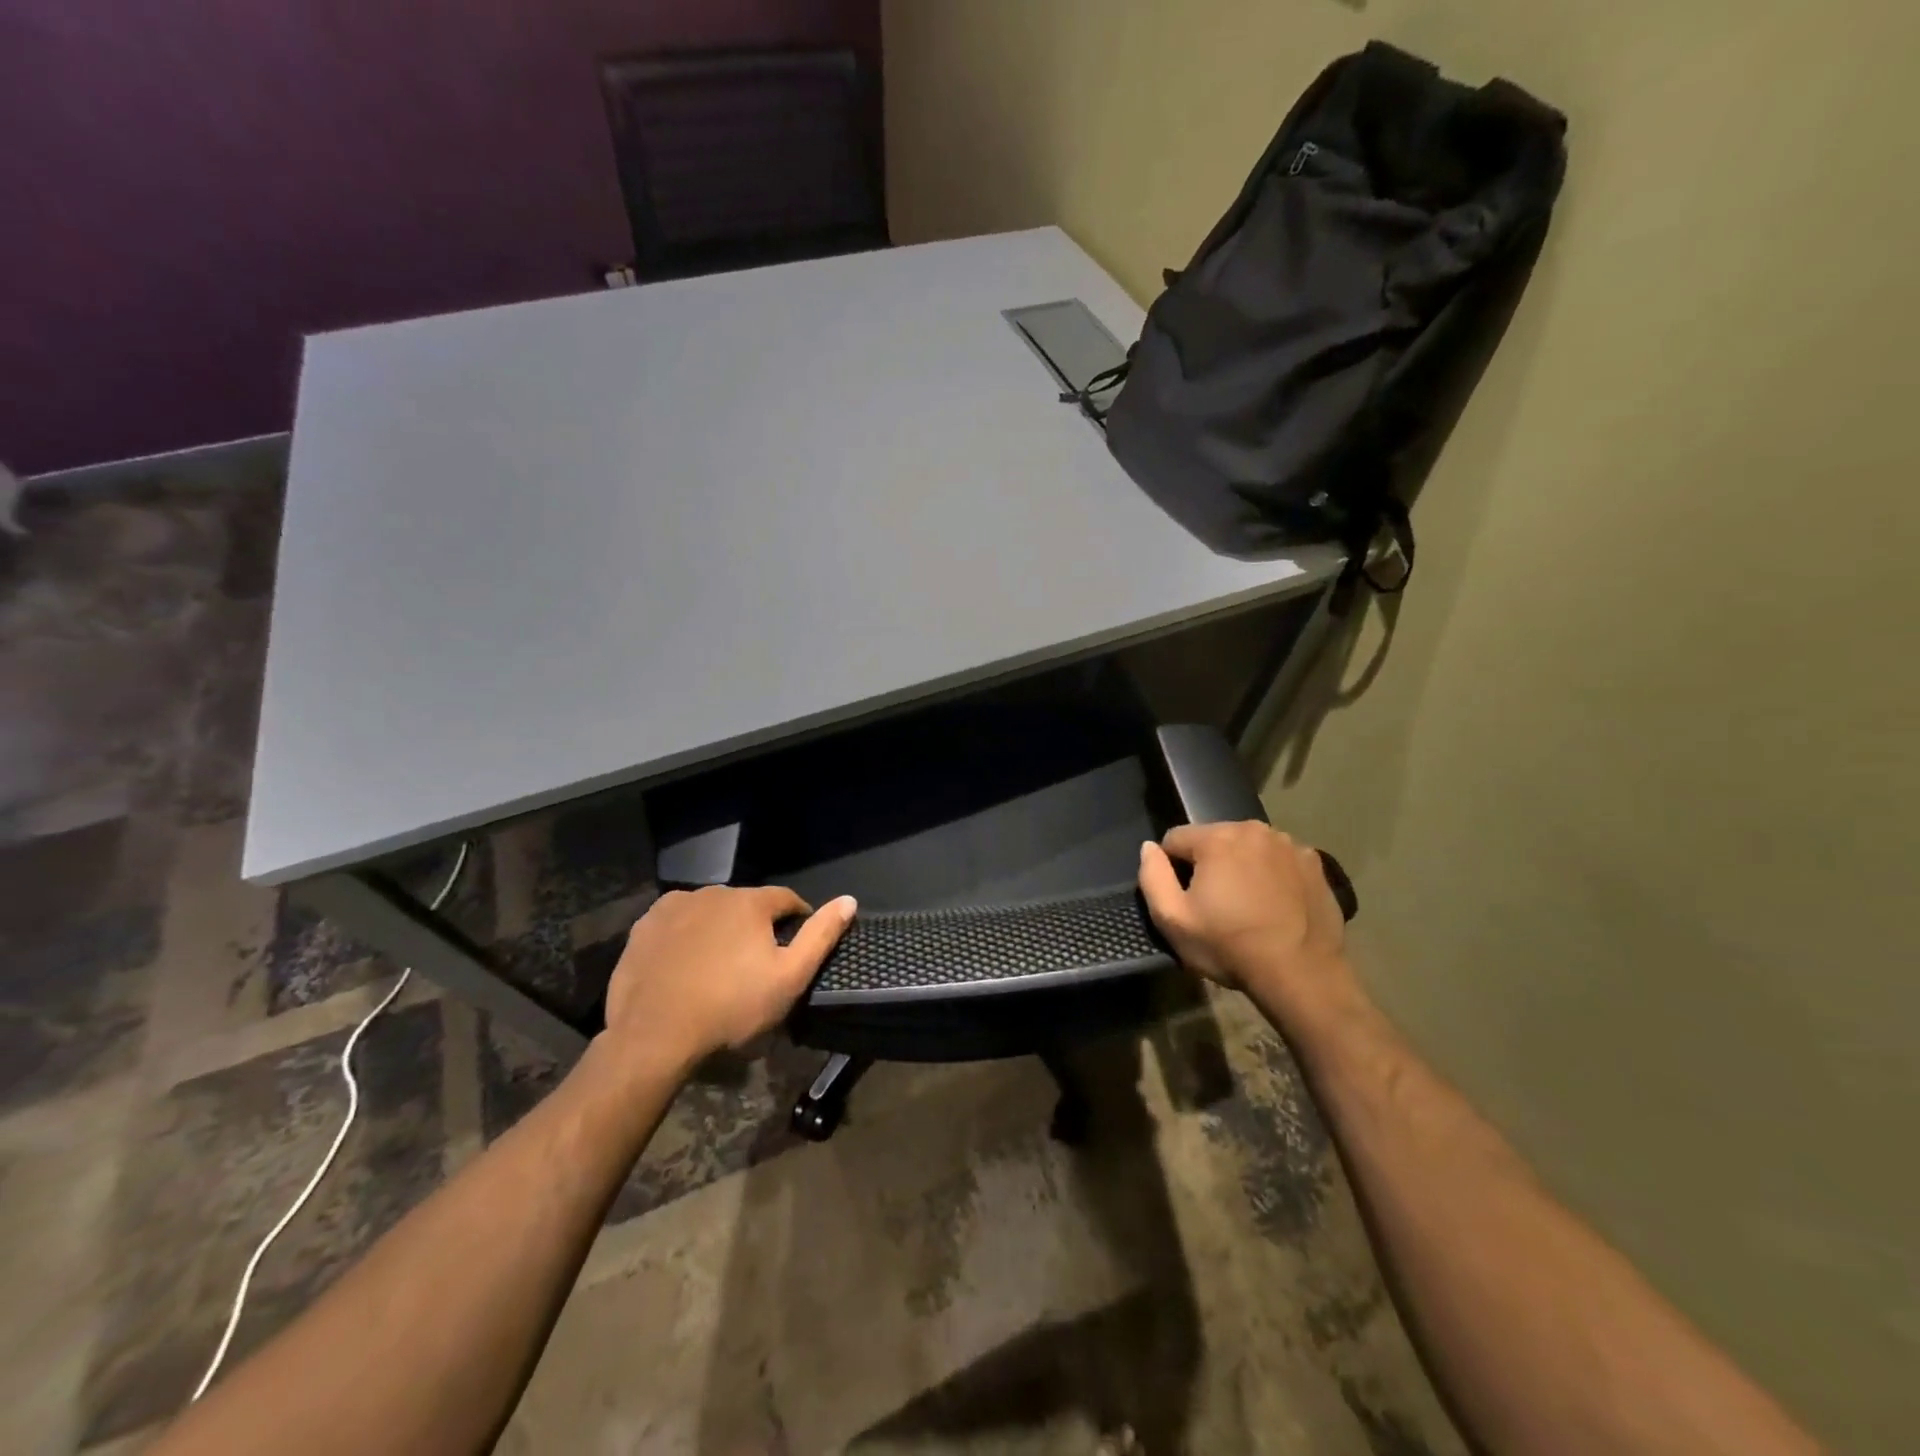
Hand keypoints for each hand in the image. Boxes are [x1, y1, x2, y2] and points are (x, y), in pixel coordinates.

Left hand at [603, 886, 856, 1069]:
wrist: (653, 1035)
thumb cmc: (730, 1007)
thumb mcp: (789, 978)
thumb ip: (821, 936)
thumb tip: (850, 899)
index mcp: (751, 902)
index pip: (786, 900)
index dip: (796, 921)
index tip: (793, 948)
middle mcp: (713, 892)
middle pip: (747, 905)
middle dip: (755, 926)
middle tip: (754, 964)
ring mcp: (675, 906)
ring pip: (711, 911)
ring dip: (720, 928)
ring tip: (718, 965)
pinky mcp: (645, 926)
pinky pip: (677, 922)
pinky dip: (686, 935)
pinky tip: (685, 963)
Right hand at [1138, 822, 1353, 1024]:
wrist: (1302, 974)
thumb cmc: (1230, 946)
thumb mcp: (1173, 920)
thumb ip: (1152, 876)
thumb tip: (1150, 848)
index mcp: (1217, 838)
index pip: (1175, 839)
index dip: (1172, 869)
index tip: (1185, 899)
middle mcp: (1254, 830)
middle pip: (1214, 839)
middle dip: (1208, 864)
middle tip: (1216, 905)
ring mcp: (1289, 845)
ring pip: (1247, 848)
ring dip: (1240, 866)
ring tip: (1247, 905)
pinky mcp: (1315, 864)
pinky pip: (1278, 860)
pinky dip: (1271, 874)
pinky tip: (1275, 904)